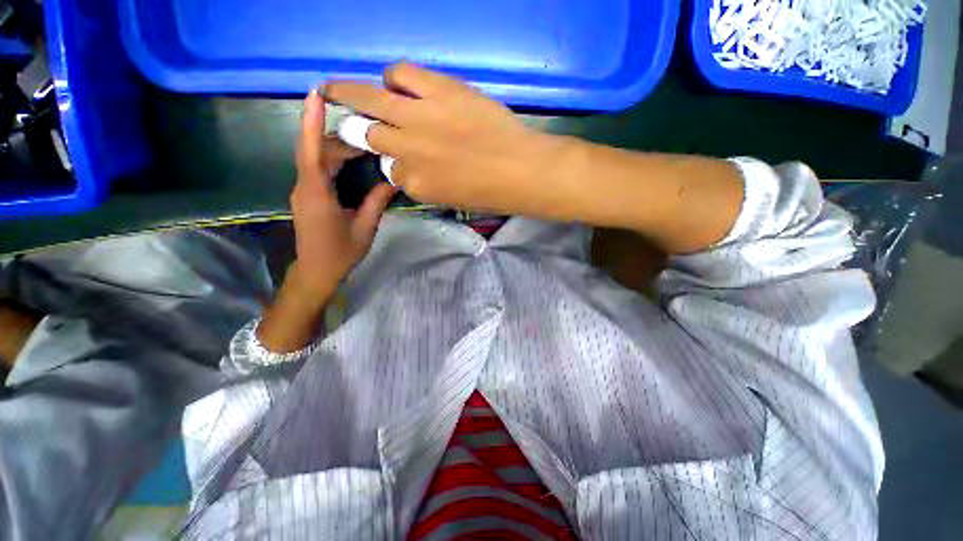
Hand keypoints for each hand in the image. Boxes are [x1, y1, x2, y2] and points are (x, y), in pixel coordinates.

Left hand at [256, 90, 395, 353]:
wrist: (317, 272)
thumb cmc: (340, 253)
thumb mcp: (364, 228)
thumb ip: (376, 202)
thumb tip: (392, 180)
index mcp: (317, 194)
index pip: (311, 152)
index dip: (311, 122)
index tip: (315, 94)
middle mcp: (305, 187)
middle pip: (317, 152)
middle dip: (340, 139)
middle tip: (368, 133)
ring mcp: (304, 192)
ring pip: (317, 161)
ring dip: (339, 151)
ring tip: (365, 147)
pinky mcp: (308, 197)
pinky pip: (319, 172)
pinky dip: (335, 162)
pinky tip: (353, 163)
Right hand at [324, 63, 568, 215]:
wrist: (521, 170)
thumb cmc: (491, 193)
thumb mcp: (450, 199)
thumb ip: (424, 184)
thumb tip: (406, 168)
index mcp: (414, 184)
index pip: (389, 170)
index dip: (393, 162)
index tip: (396, 156)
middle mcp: (408, 151)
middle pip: (368, 134)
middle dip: (355, 128)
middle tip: (341, 116)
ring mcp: (419, 118)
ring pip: (369, 100)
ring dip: (350, 92)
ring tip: (338, 87)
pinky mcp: (438, 91)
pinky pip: (401, 73)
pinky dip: (395, 77)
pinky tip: (399, 84)